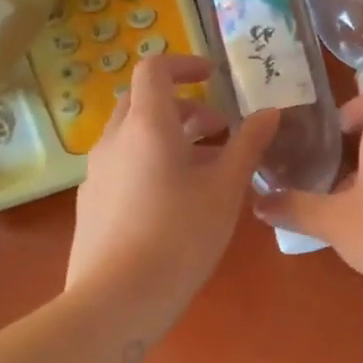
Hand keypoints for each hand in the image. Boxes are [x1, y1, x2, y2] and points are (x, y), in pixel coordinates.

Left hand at [67, 54, 277, 336]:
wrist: (116, 298)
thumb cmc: (180, 236)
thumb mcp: (225, 189)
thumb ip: (248, 145)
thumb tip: (271, 112)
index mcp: (147, 125)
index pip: (155, 68)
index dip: (185, 64)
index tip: (214, 78)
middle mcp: (114, 139)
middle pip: (144, 101)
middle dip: (183, 105)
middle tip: (219, 129)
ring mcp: (97, 171)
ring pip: (133, 135)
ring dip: (169, 136)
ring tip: (206, 168)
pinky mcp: (92, 201)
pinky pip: (123, 163)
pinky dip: (150, 161)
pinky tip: (175, 200)